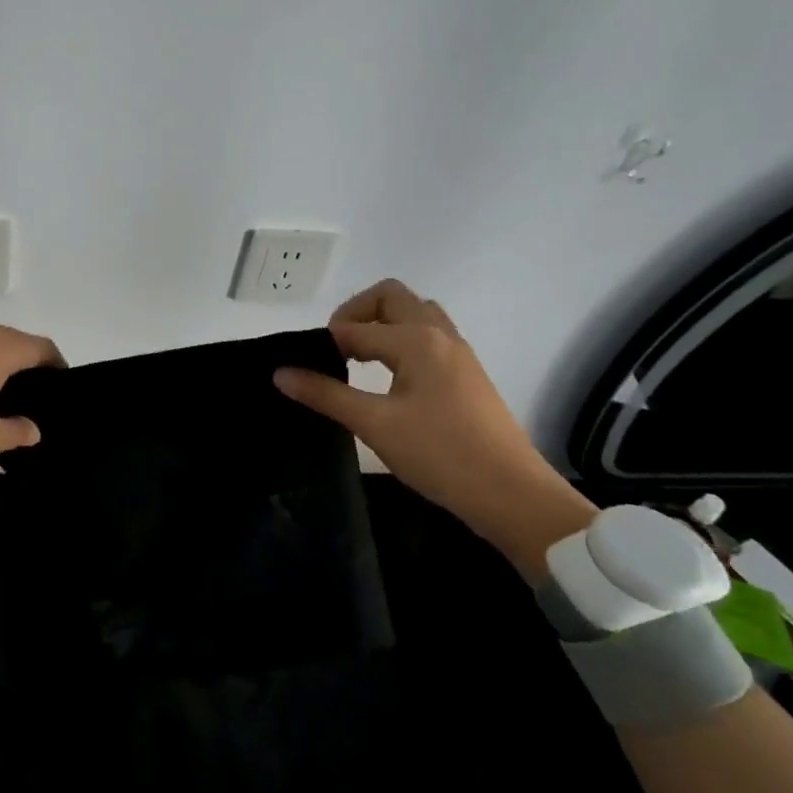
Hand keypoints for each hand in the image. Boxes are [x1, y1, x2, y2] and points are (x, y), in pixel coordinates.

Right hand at [273, 278, 595, 579]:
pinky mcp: (468, 372)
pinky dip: (402, 337)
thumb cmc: (440, 455)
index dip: (324, 344)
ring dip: (383, 321)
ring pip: (415, 312)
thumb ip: (326, 395)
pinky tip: (389, 373)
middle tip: (335, 346)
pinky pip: (429, 334)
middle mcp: (438, 334)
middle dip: (356, 311)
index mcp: (416, 340)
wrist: (512, 496)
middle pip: (391, 296)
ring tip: (359, 354)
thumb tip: (280, 373)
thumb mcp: (375, 424)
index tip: (303, 367)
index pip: (355, 329)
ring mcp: (458, 352)